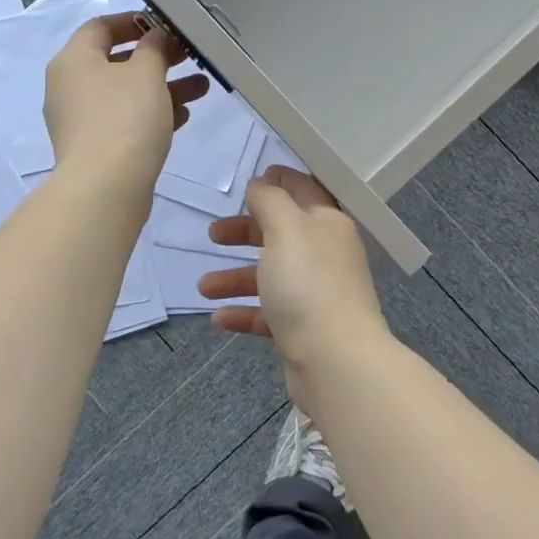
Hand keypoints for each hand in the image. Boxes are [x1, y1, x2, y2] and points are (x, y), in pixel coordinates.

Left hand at [44, 13, 207, 196]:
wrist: (105, 188)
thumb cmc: (124, 118)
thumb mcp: (146, 73)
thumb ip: (154, 48)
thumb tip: (156, 37)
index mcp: (73, 60)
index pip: (100, 27)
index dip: (134, 21)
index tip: (166, 25)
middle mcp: (69, 87)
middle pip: (116, 61)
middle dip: (158, 58)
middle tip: (190, 56)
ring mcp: (80, 120)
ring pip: (125, 94)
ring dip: (162, 87)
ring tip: (201, 88)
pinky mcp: (94, 148)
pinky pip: (124, 120)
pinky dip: (151, 114)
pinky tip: (183, 117)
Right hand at [197, 166, 391, 388]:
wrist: (335, 361)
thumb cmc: (308, 284)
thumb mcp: (285, 229)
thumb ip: (270, 201)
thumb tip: (262, 184)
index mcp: (327, 224)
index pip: (304, 190)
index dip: (280, 180)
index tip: (253, 178)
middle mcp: (325, 254)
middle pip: (281, 234)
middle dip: (246, 232)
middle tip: (214, 235)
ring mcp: (316, 293)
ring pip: (271, 275)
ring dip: (236, 277)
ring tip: (203, 287)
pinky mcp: (305, 328)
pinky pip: (269, 313)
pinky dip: (244, 312)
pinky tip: (218, 318)